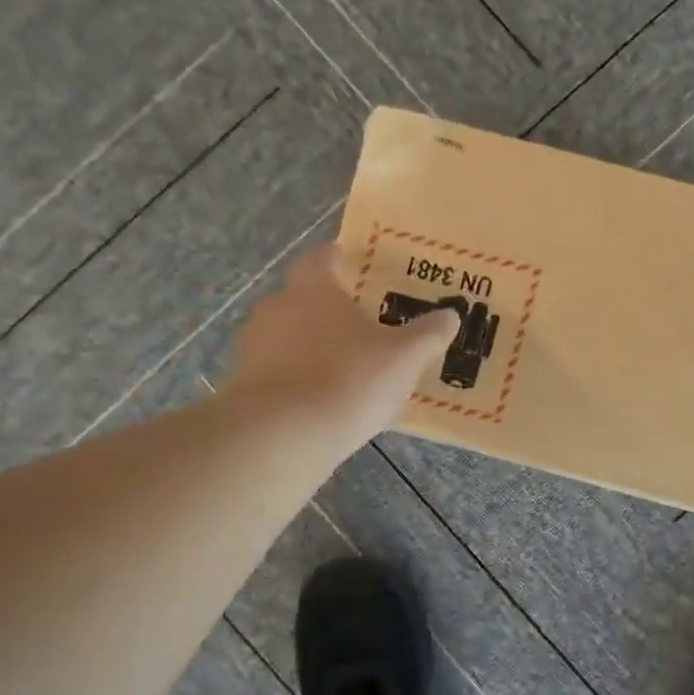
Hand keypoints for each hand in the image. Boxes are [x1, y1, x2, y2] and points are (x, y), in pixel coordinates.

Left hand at [226, 243, 458, 448]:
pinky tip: (321, 402)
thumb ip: (428, 334)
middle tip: (359, 324)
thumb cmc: (349, 380)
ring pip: (286, 337)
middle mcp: (276, 308)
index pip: (321, 258)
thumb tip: (450, 315)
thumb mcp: (404, 357)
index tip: (353, 264)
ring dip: (310, 347)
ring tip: (343, 368)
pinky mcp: (243, 387)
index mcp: (313, 289)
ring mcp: (253, 348)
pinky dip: (297, 380)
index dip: (338, 258)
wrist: (282, 435)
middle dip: (327, 308)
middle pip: (302, 298)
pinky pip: (276, 373)